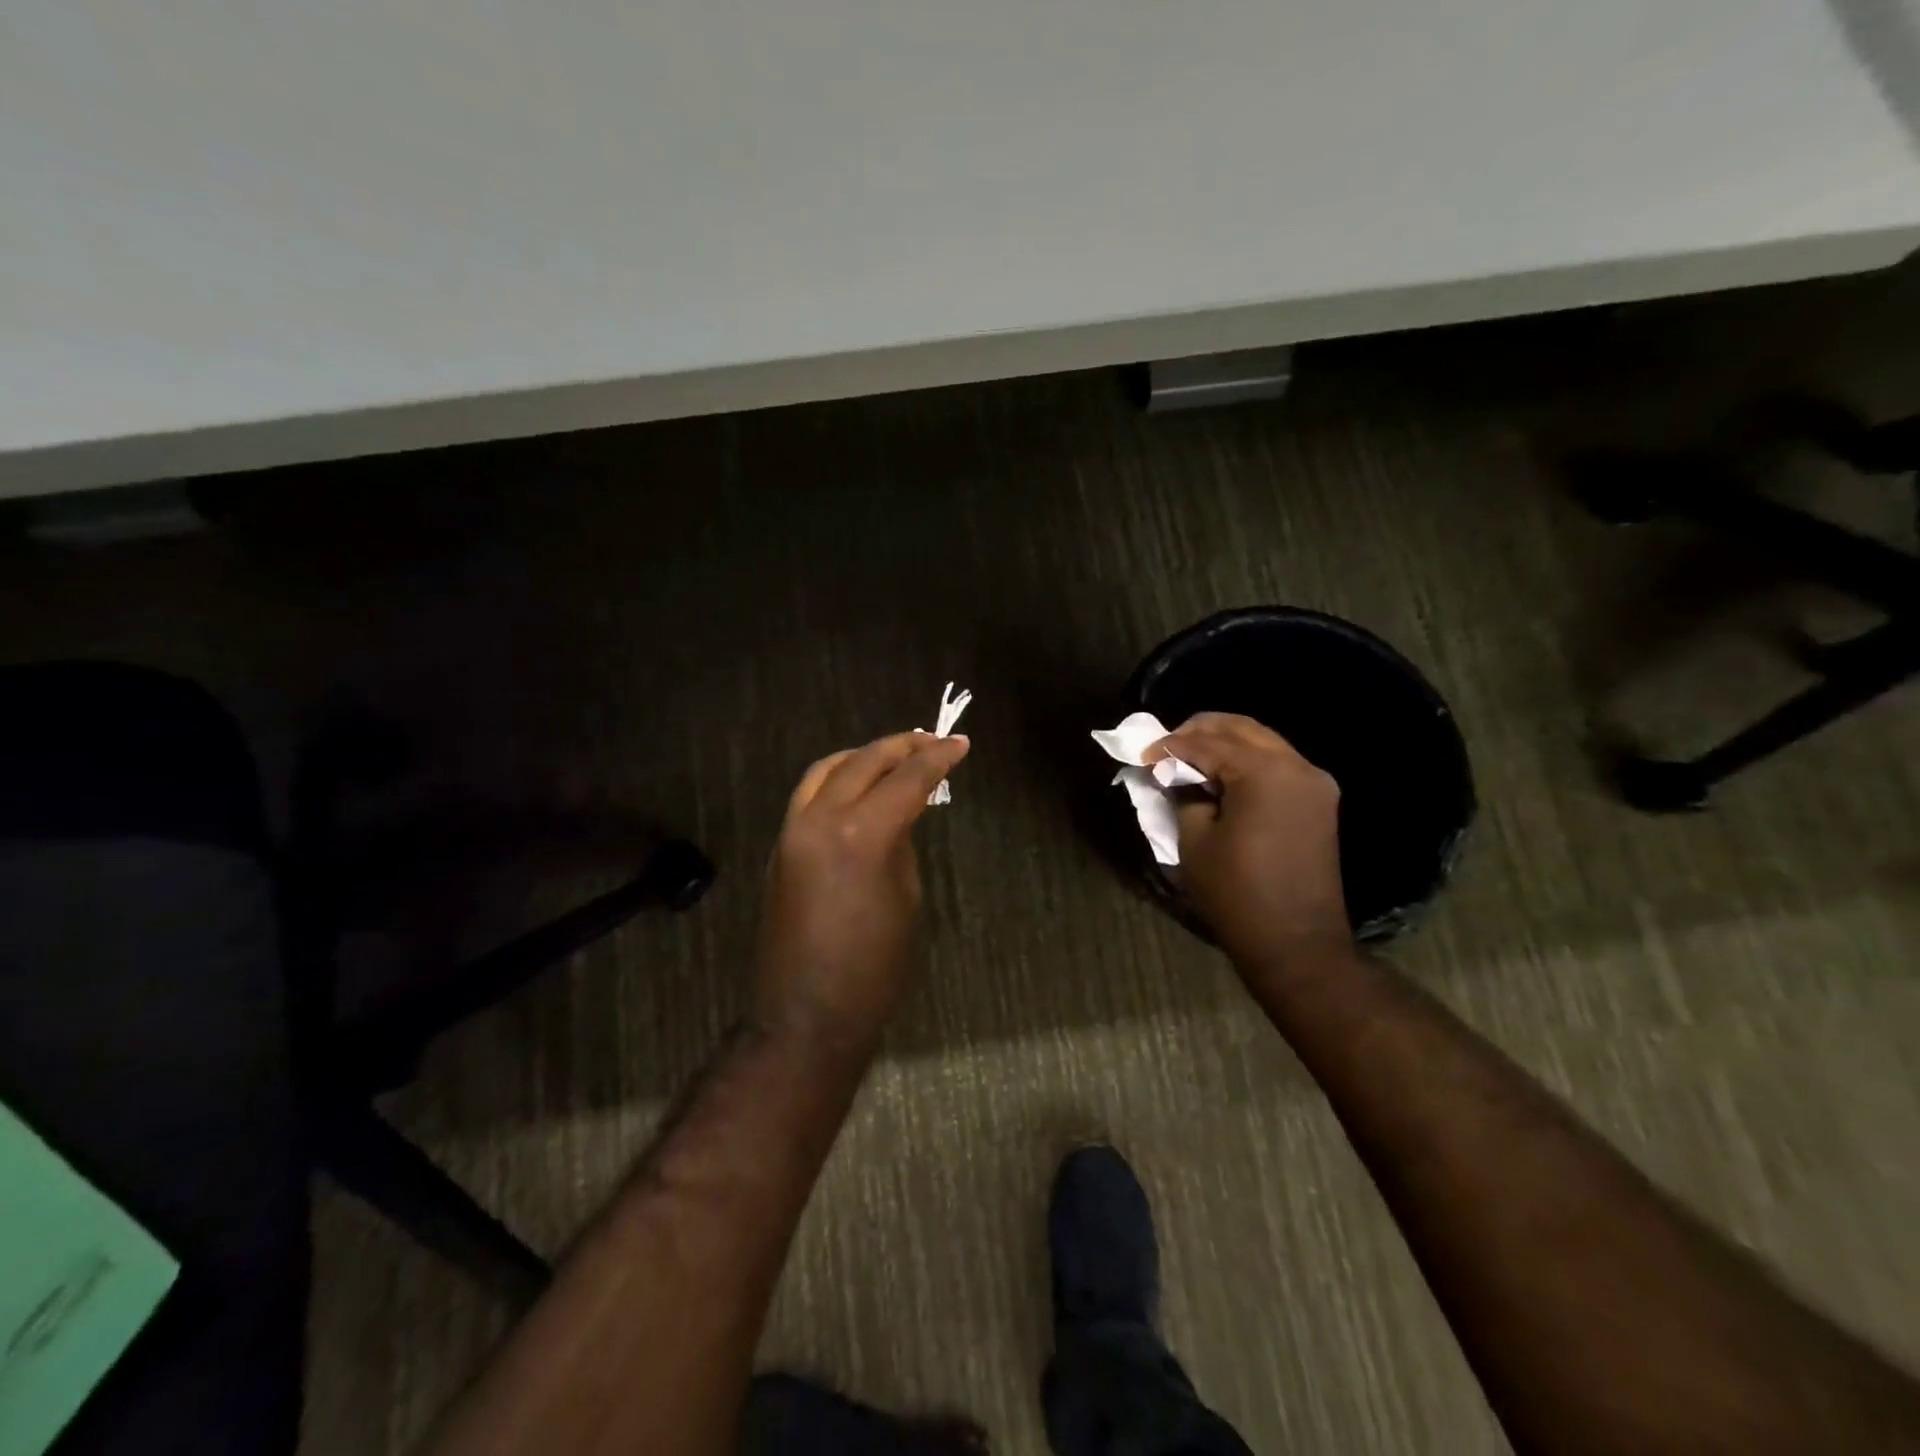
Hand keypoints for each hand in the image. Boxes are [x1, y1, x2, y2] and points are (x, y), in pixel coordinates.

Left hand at [753, 731, 970, 1052]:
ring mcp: (792, 832)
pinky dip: (837, 778)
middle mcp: (820, 821)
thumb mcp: (904, 898)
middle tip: (932, 741)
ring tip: (894, 755)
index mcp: (861, 835)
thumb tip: (898, 816)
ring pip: (826, 770)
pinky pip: (808, 795)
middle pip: (863, 762)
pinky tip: (859, 786)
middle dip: (901, 747)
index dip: (937, 759)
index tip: (960, 743)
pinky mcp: (779, 848)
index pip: (906, 780)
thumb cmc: (873, 968)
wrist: (806, 1015)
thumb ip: (900, 844)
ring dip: (862, 756)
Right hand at [1149, 712, 1349, 967]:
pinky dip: (1246, 761)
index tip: (1142, 755)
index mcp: (1265, 773)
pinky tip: (1220, 775)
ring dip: (1224, 743)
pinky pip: (1278, 764)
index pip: (1208, 743)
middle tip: (1166, 746)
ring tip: (1189, 758)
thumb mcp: (1195, 840)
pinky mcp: (1319, 801)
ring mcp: (1314, 783)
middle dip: (1200, 730)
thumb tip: (1177, 775)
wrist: (1297, 944)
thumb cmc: (1237, 894)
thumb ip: (1184, 795)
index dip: (1171, 746)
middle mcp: (1297, 766)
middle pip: (1242, 729)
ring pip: (1263, 742)